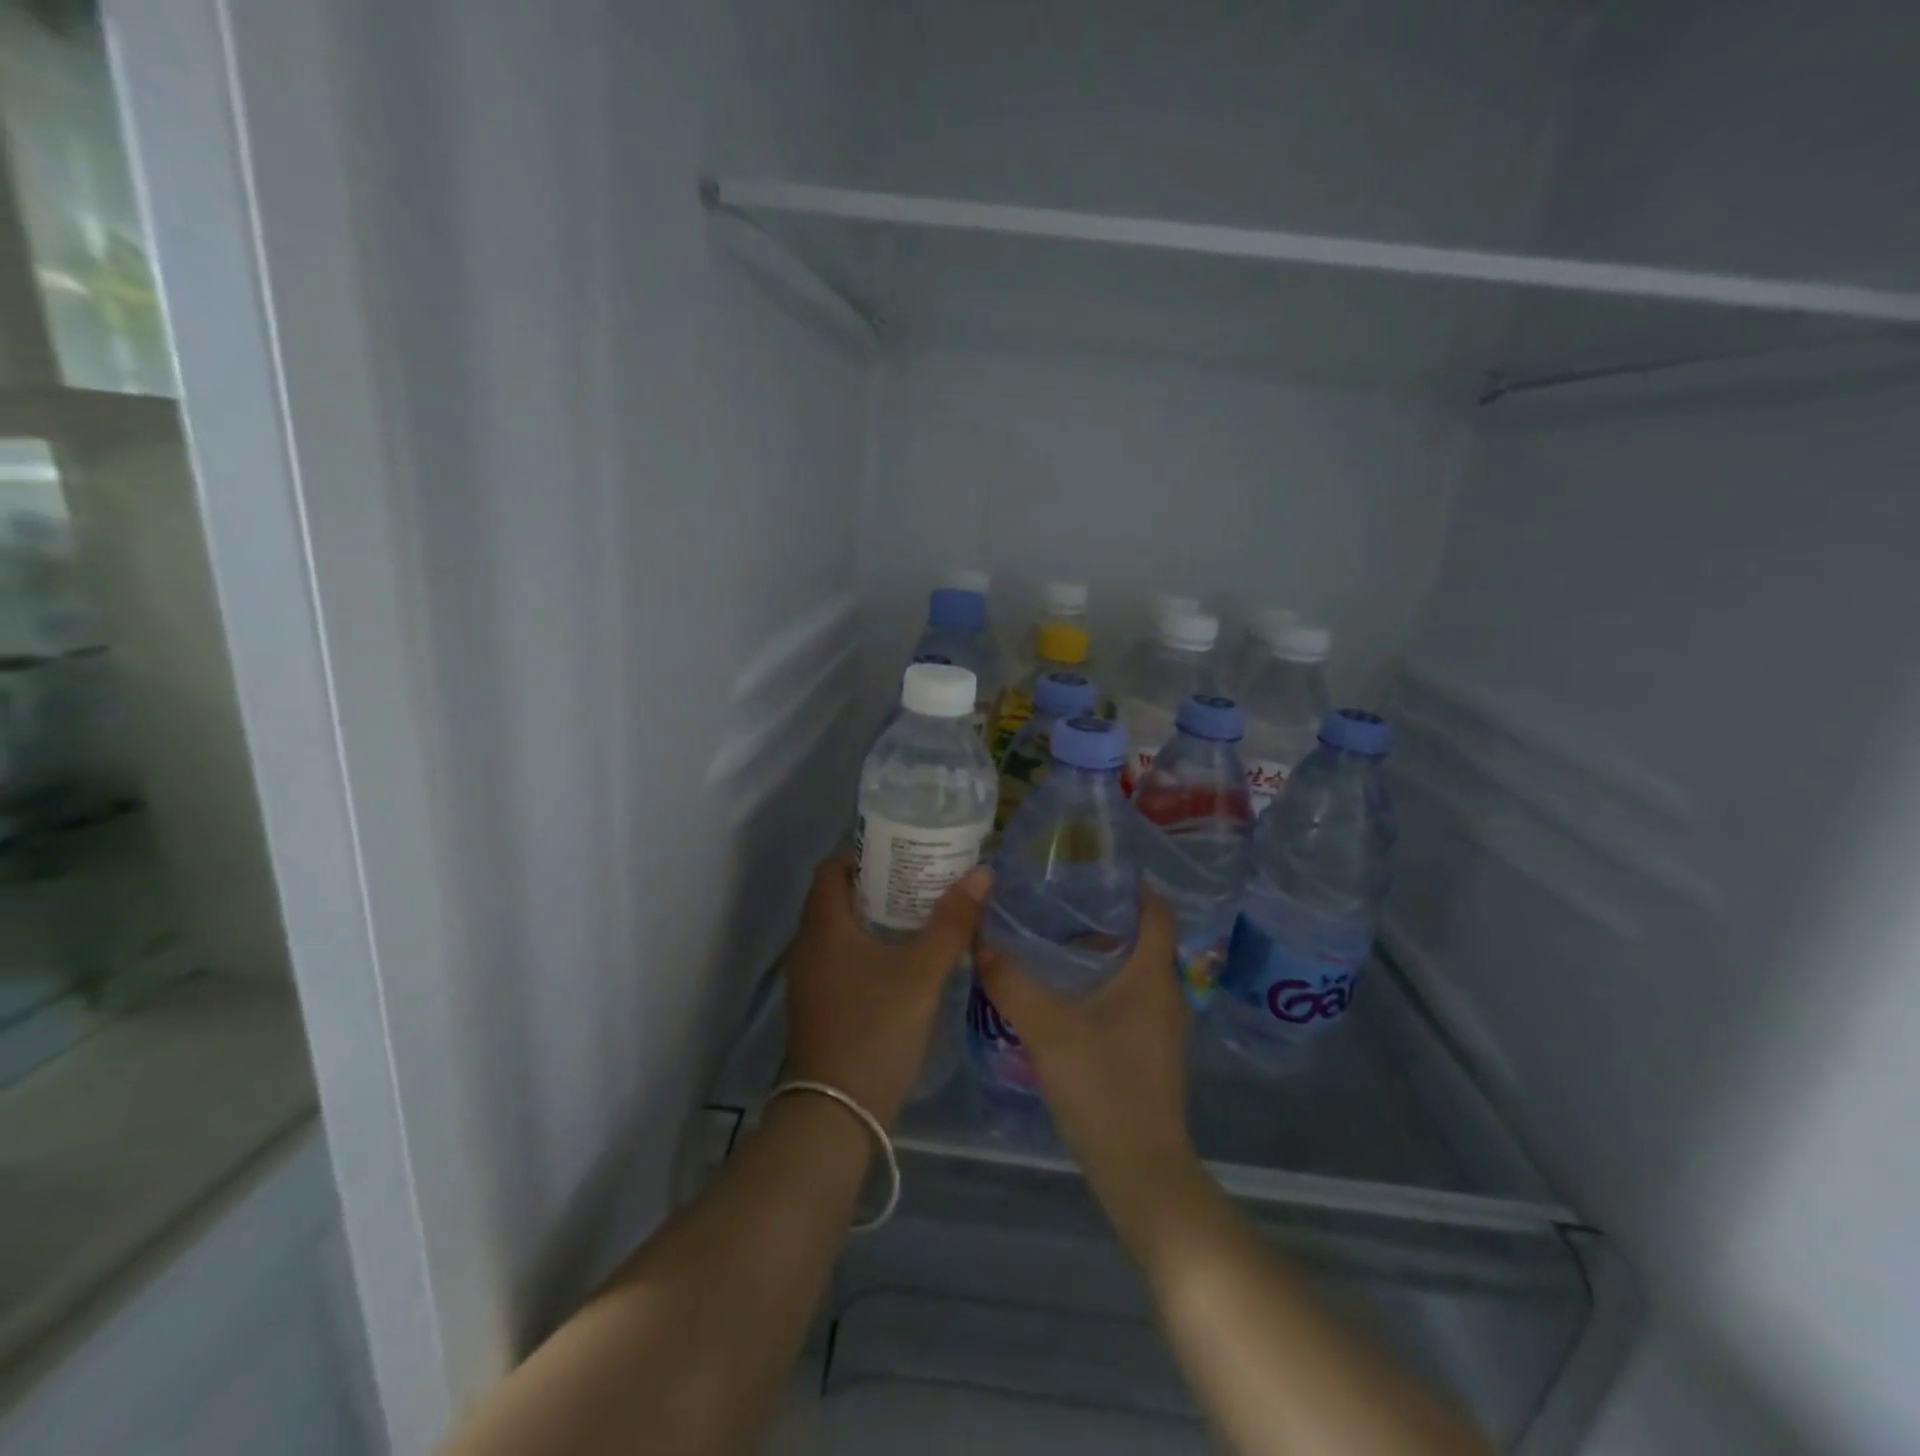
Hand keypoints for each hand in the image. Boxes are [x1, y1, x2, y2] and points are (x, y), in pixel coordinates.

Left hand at [781, 853, 990, 1127]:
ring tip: (919, 915)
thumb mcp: (922, 973)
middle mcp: (807, 945)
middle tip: (921, 881)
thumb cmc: (876, 1030)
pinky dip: (866, 948)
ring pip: (839, 931)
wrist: (835, 1115)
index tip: (903, 853)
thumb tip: (982, 872)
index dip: (865, 854)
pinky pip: (839, 959)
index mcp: (824, 926)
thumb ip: (952, 922)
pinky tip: (902, 961)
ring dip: (873, 918)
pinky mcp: (817, 1006)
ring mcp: (808, 979)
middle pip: (837, 897)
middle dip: (878, 885)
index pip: (833, 867)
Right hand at [974, 888, 1196, 1192]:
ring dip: (1100, 953)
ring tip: (1052, 941)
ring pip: (1133, 970)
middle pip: (1142, 937)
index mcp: (1152, 975)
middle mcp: (1166, 993)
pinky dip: (1102, 984)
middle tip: (1055, 902)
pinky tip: (1064, 994)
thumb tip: (979, 941)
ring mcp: (1162, 1025)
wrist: (1140, 1170)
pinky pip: (1129, 998)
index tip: (1090, 870)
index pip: (1156, 910)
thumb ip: (1011, 983)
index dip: (1131, 885)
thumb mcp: (1047, 1030)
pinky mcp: (1151, 1050)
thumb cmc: (1102, 1087)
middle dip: (1102, 916)